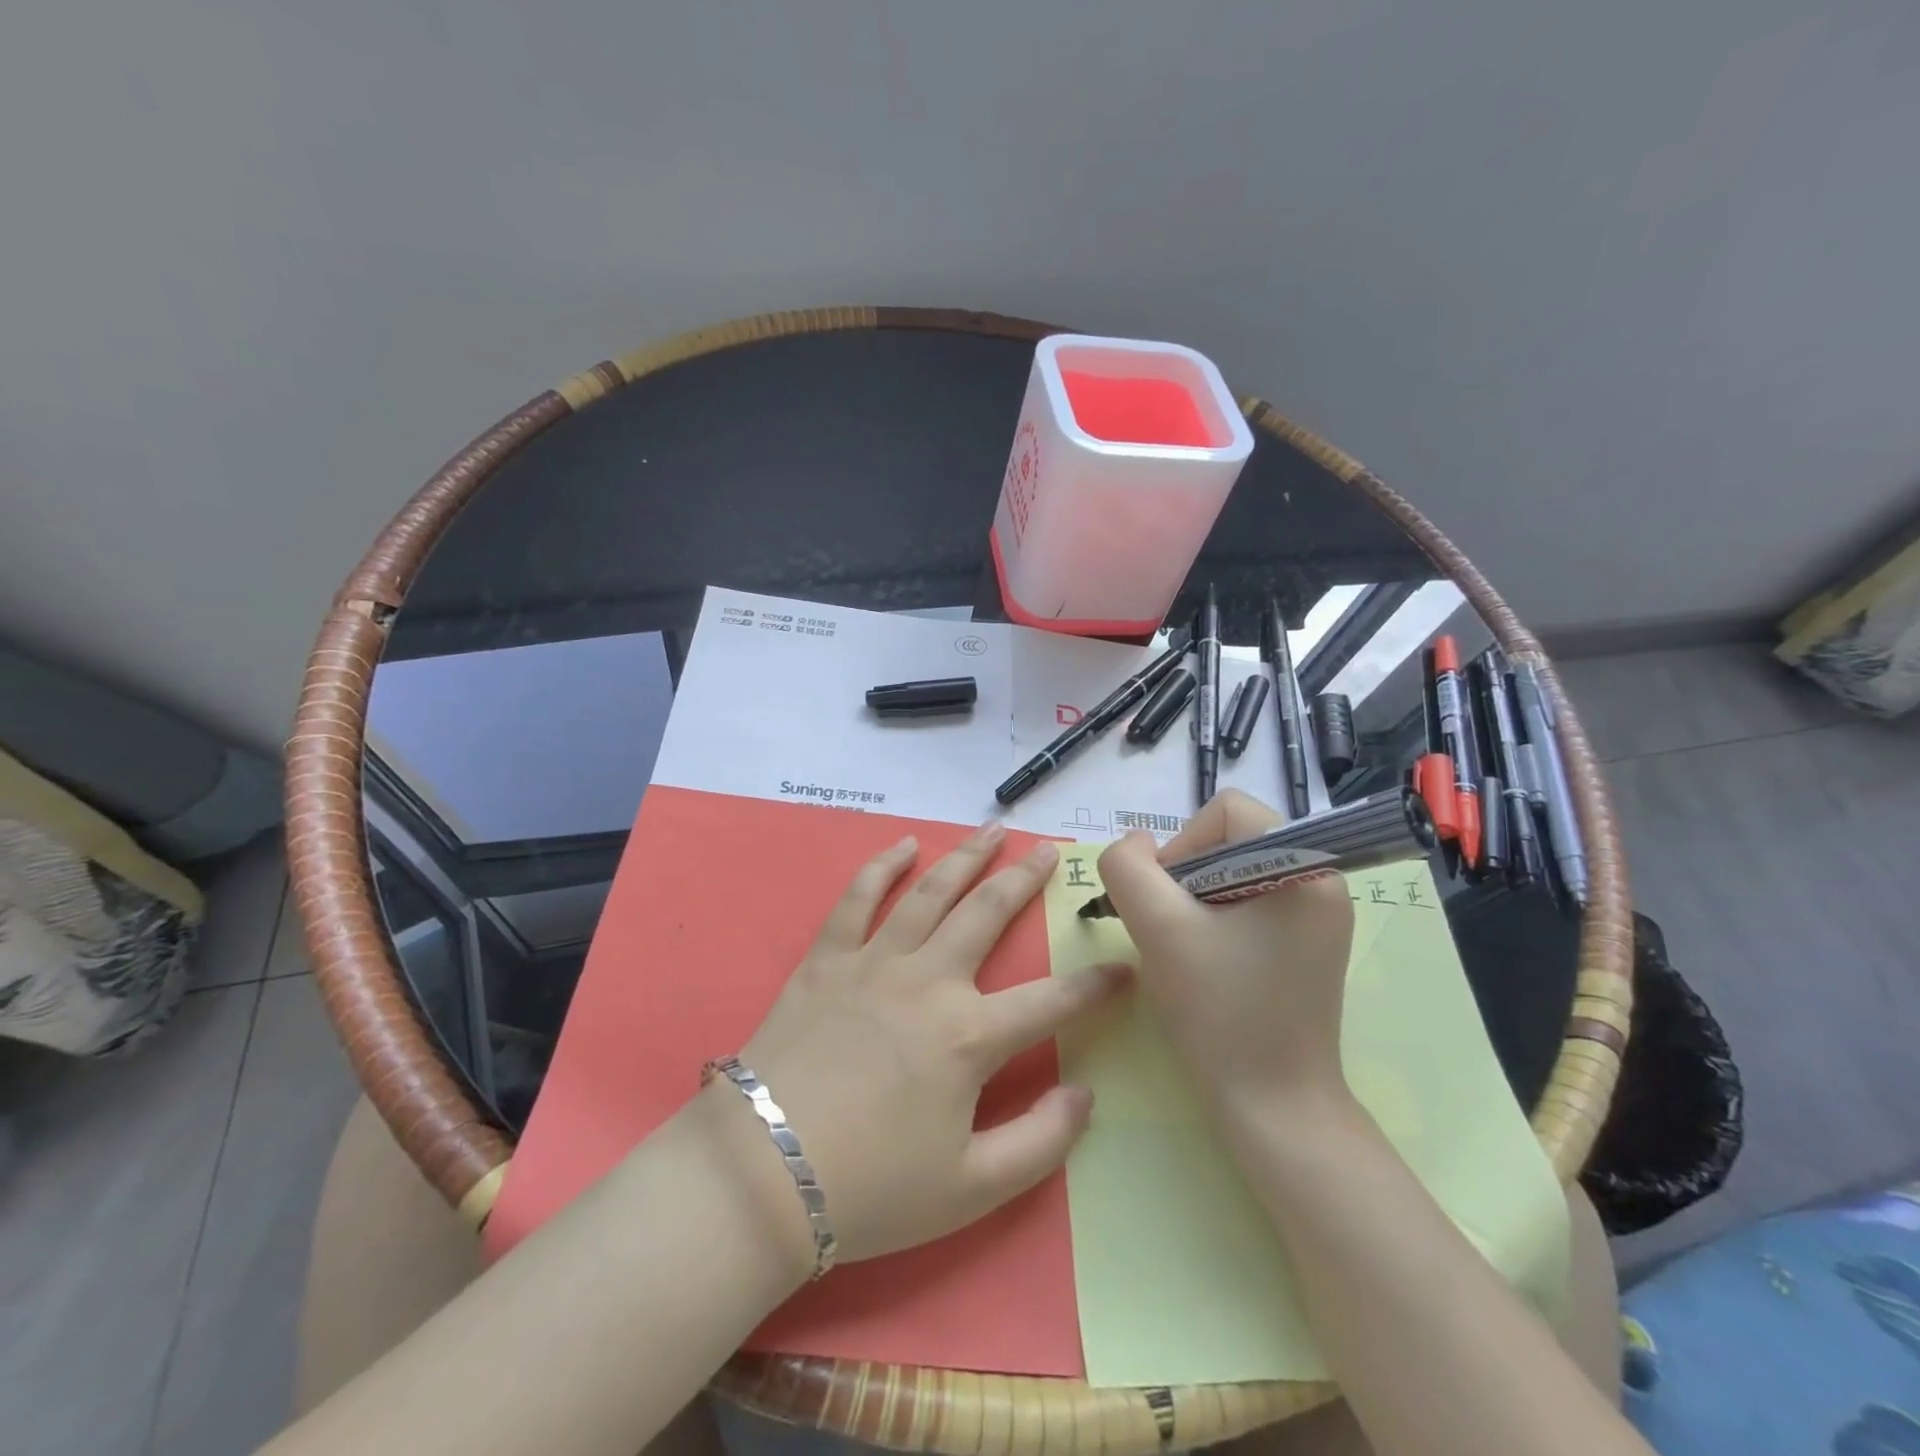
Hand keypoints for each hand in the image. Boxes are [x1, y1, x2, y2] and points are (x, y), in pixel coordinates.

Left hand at [709, 823, 1128, 1272]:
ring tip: (992, 831)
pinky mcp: (827, 959)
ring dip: (965, 857)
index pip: (1052, 1001)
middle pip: (988, 915)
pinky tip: (902, 845)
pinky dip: (880, 867)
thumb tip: (1086, 1095)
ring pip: (930, 892)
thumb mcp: (971, 1190)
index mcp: (969, 1037)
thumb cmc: (870, 1190)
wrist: (761, 1176)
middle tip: (1048, 850)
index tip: (1125, 966)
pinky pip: (857, 899)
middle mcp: (929, 981)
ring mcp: (875, 962)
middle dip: (1025, 880)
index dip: (1096, 985)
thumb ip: (1041, 1144)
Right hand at [1096, 790, 1354, 1130]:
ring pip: (1234, 872)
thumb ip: (1128, 867)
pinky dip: (1217, 920)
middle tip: (1173, 932)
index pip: (1226, 810)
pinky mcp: (1309, 944)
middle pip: (1230, 839)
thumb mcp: (1158, 928)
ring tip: (1189, 951)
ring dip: (1196, 901)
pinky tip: (1208, 963)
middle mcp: (1323, 879)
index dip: (1182, 846)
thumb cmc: (1220, 1012)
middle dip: (1187, 877)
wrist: (1273, 1106)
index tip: (1167, 903)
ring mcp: (1320, 915)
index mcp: (1305, 865)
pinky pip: (1250, 902)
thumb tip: (1135, 845)